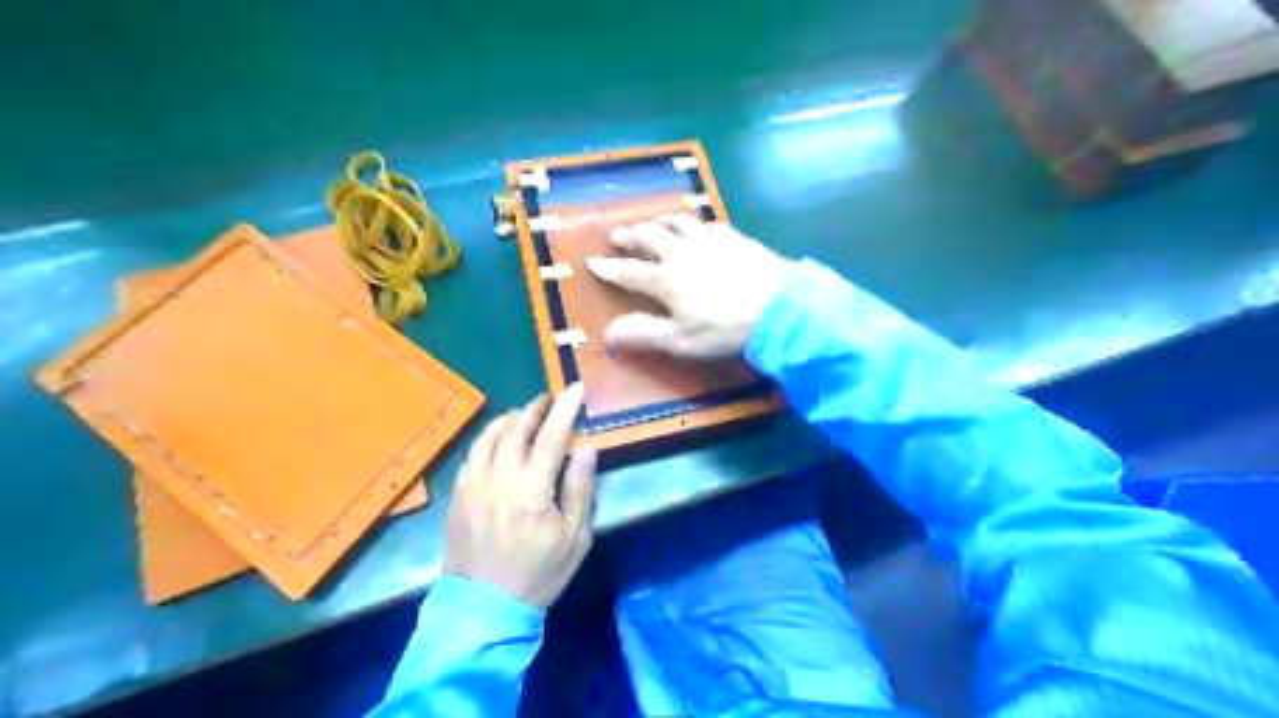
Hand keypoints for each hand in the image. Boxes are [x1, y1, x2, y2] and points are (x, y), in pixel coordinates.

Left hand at [443, 384, 597, 607]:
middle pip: (517, 428)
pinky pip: (472, 453)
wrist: (484, 607)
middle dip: (535, 408)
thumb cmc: (539, 574)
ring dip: (509, 418)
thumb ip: (580, 490)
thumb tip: (586, 448)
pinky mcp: (457, 494)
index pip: (552, 436)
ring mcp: (473, 484)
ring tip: (523, 413)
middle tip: (549, 398)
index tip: (575, 388)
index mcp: (533, 490)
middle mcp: (499, 478)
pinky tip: (497, 439)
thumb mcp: (575, 539)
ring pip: (489, 436)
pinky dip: (488, 437)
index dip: (565, 408)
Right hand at [584, 214, 784, 358]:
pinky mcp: (735, 237)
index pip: (629, 271)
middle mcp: (682, 253)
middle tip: (616, 235)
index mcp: (666, 279)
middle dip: (630, 236)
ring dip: (660, 221)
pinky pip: (709, 224)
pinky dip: (696, 224)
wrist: (778, 308)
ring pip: (678, 222)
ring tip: (652, 222)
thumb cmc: (725, 329)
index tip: (592, 262)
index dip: (609, 268)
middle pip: (650, 237)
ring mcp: (710, 241)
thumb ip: (644, 333)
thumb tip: (607, 332)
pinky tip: (699, 228)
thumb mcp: (681, 340)